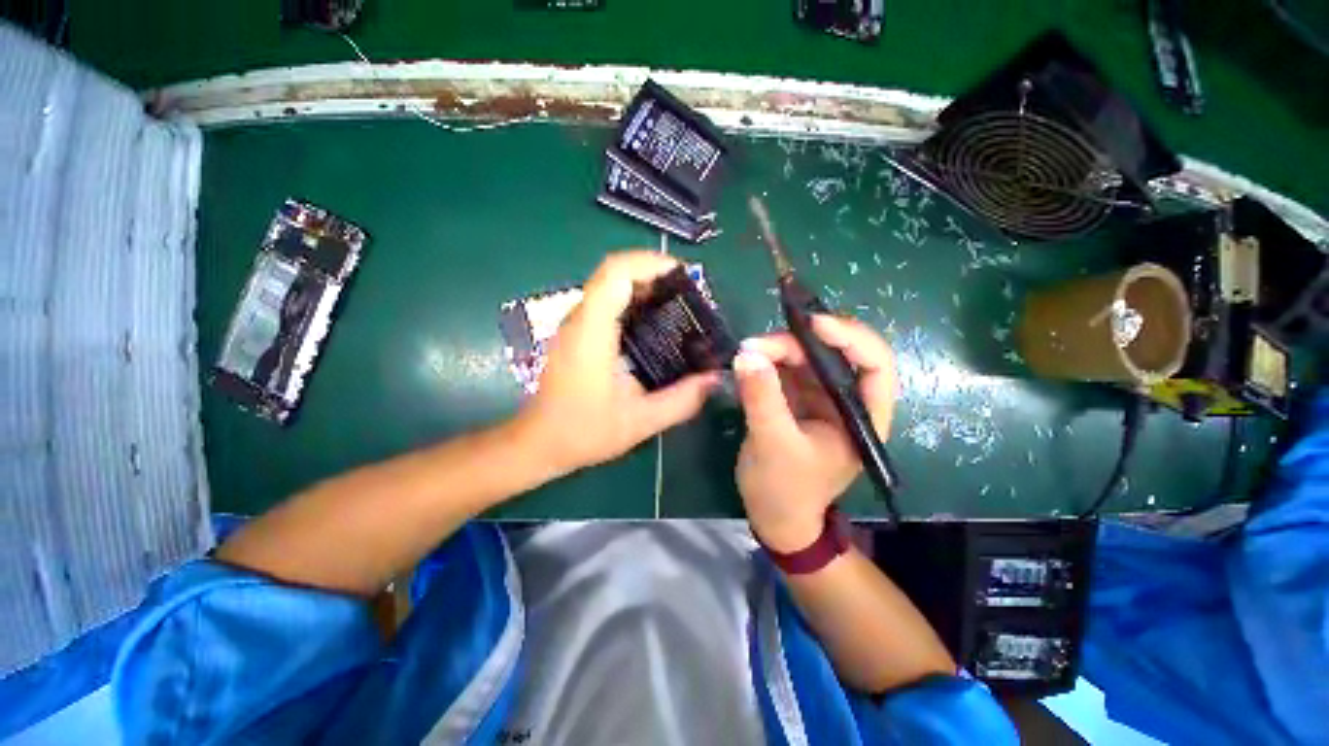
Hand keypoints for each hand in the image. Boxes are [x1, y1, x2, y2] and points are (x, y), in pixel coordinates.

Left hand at [515, 251, 719, 476]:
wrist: (539, 442)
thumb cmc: (584, 431)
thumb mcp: (641, 421)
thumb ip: (682, 400)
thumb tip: (714, 378)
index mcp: (592, 332)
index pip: (616, 273)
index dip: (650, 262)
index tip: (683, 275)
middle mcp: (580, 319)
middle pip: (614, 273)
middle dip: (653, 273)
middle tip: (687, 293)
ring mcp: (575, 325)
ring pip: (609, 285)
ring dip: (643, 286)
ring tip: (677, 305)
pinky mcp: (577, 334)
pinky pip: (606, 303)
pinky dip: (632, 302)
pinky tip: (654, 325)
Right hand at [734, 315, 896, 551]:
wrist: (772, 516)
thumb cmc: (785, 490)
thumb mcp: (774, 445)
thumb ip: (763, 399)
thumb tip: (746, 354)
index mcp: (861, 417)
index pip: (874, 365)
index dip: (851, 337)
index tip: (813, 323)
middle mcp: (844, 401)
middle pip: (831, 354)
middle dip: (796, 343)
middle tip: (756, 345)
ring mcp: (817, 398)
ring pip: (803, 357)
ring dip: (776, 349)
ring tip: (746, 352)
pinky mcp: (793, 399)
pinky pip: (782, 368)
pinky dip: (765, 361)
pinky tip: (746, 361)